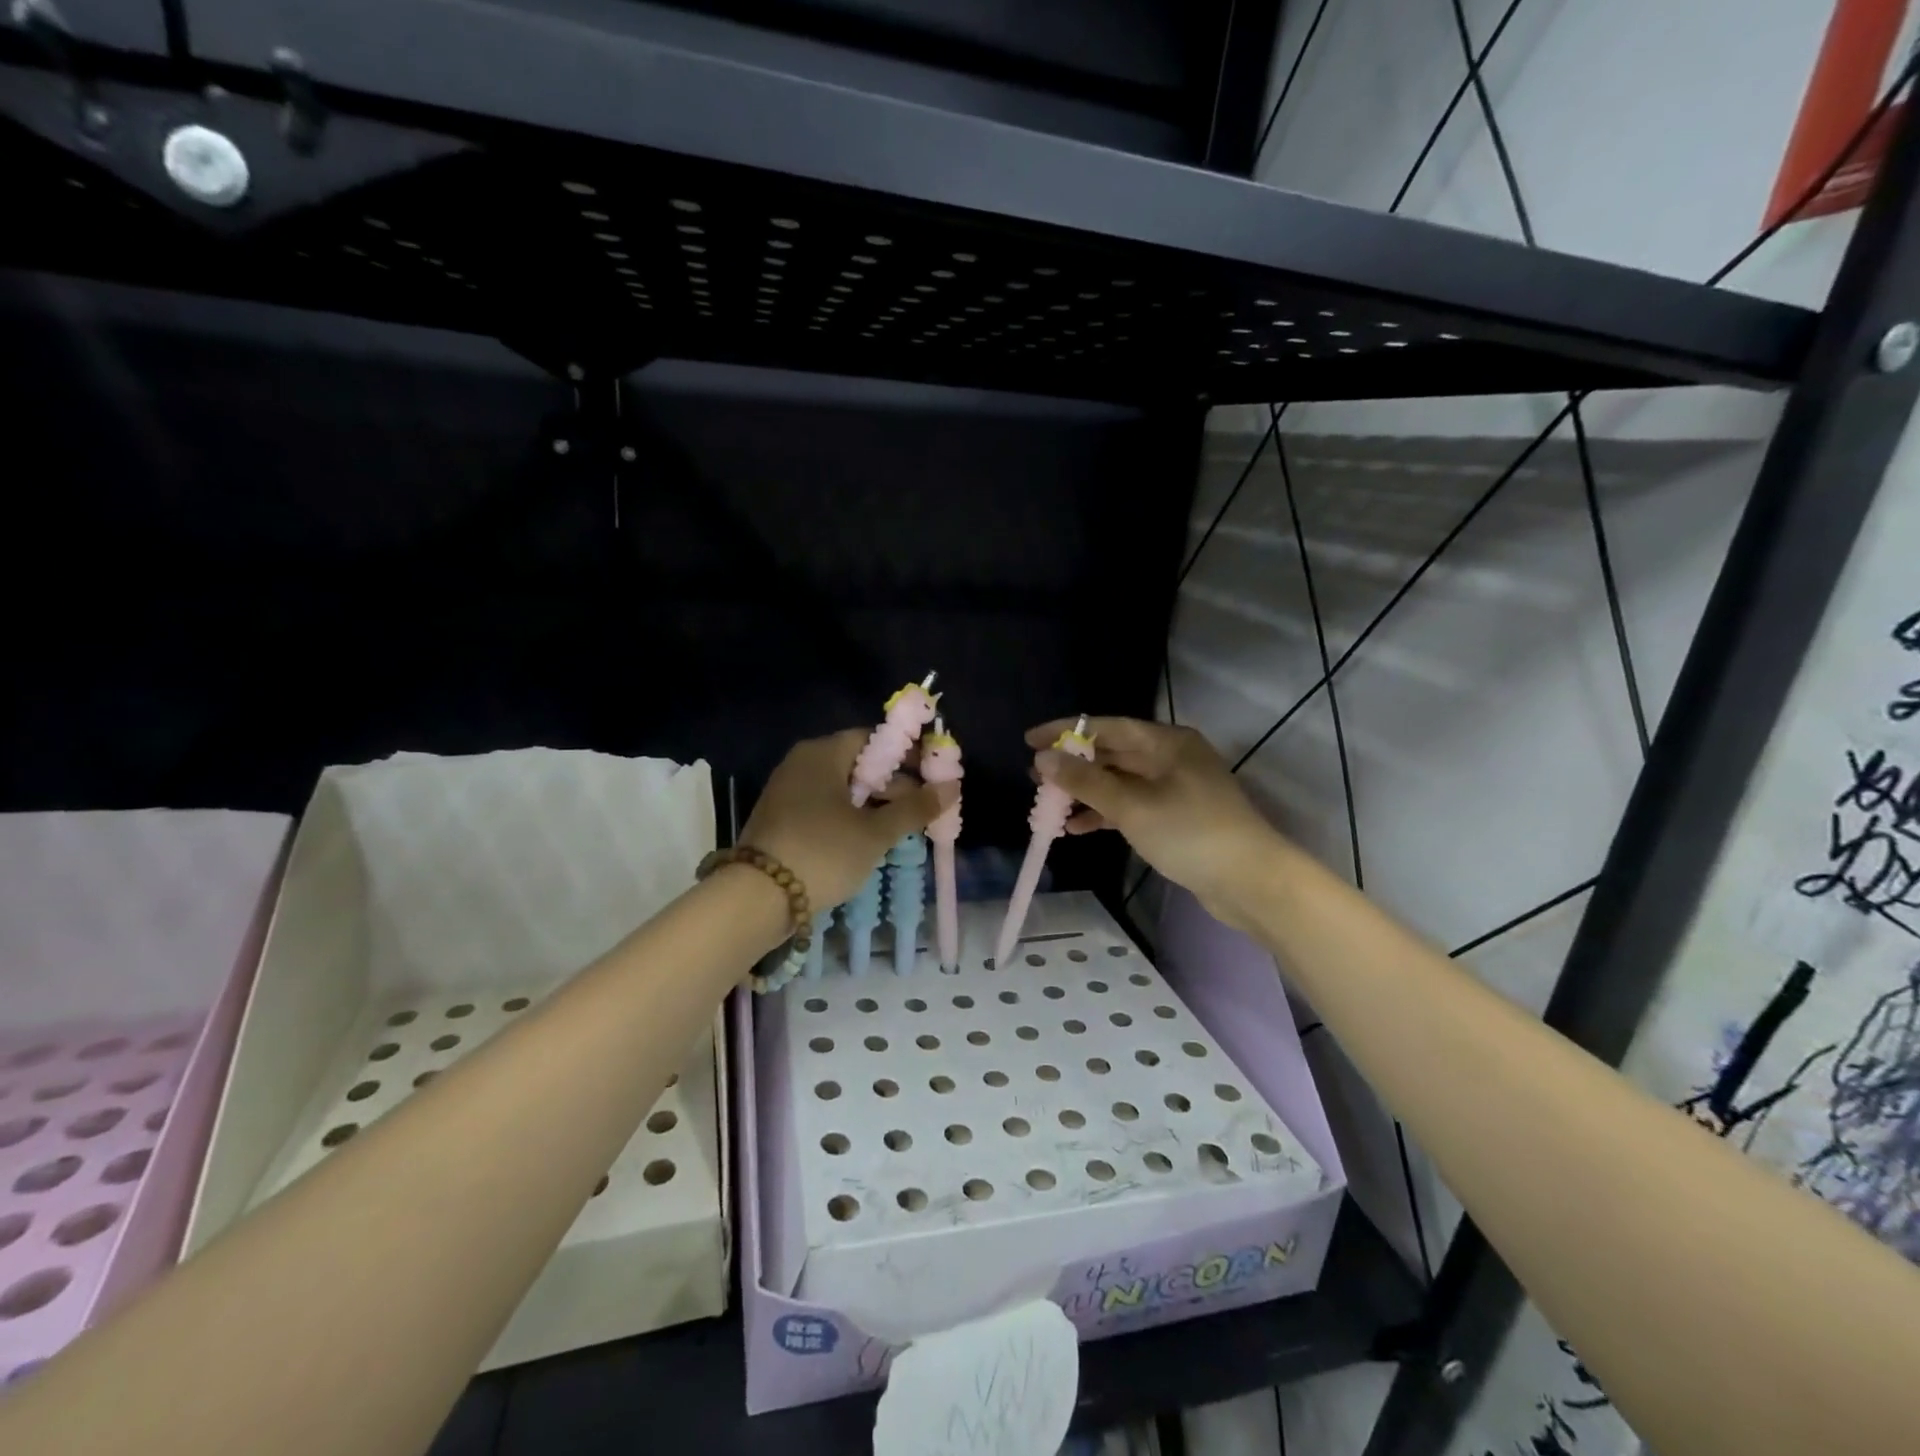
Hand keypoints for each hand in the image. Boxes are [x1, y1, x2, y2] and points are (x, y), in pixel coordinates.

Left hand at [742, 730, 957, 910]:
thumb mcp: (875, 832)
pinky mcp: (781, 817)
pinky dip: (850, 817)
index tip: (933, 777)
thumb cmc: (823, 853)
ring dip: (874, 805)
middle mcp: (802, 763)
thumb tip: (953, 787)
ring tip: (902, 829)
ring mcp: (788, 790)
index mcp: (823, 753)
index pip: (874, 739)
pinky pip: (825, 806)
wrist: (757, 898)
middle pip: (859, 763)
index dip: (908, 755)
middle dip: (894, 785)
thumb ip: (915, 808)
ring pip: (843, 788)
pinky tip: (869, 839)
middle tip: (923, 811)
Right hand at [1026, 717, 1285, 930]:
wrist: (1251, 882)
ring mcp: (1176, 788)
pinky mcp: (1178, 816)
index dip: (1066, 731)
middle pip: (1113, 753)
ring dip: (1086, 792)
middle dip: (1073, 765)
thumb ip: (1085, 782)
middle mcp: (1172, 757)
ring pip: (1120, 781)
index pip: (1107, 726)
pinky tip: (1079, 828)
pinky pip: (1132, 805)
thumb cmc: (1191, 833)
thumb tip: (1043, 759)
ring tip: (1049, 805)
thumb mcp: (1132, 806)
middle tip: (1035, 776)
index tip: (1029, 740)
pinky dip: (1107, 813)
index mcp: (1167, 742)